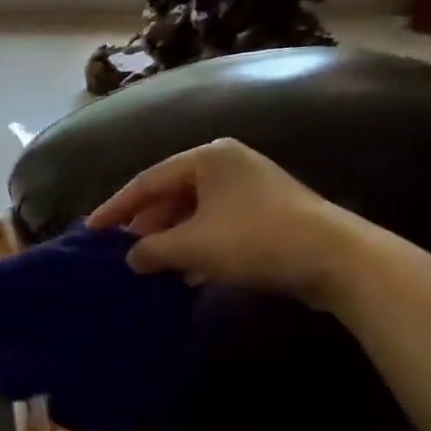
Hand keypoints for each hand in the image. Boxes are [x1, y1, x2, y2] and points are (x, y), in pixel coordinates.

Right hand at [86, 138, 367, 305]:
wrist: (338, 259)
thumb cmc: (255, 240)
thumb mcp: (192, 246)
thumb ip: (152, 249)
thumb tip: (132, 257)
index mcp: (207, 158)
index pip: (147, 181)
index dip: (116, 208)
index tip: (91, 230)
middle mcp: (228, 164)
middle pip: (172, 195)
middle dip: (148, 226)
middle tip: (124, 251)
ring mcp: (251, 187)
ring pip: (195, 213)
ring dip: (173, 240)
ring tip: (152, 265)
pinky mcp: (268, 213)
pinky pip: (218, 225)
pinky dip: (199, 246)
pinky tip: (188, 273)